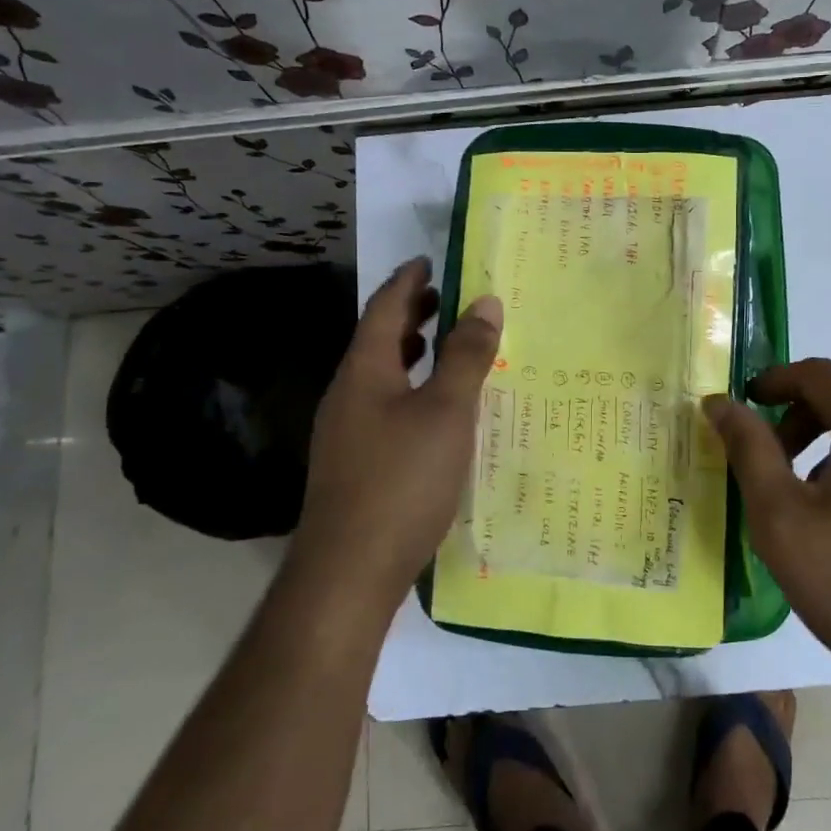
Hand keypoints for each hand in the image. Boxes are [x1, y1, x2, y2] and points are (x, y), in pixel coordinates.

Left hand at [291, 258, 501, 611]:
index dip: (409, 280)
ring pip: (380, 375)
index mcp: (364, 370)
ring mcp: (345, 431)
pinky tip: (434, 411)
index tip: (431, 260)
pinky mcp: (353, 463)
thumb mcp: (447, 411)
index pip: (384, 308)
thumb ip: (467, 356)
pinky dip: (410, 389)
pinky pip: (384, 405)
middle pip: (377, 338)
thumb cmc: (402, 479)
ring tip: (443, 346)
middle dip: (410, 314)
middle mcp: (347, 394)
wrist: (349, 570)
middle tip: (445, 298)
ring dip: (410, 352)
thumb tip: (486, 302)